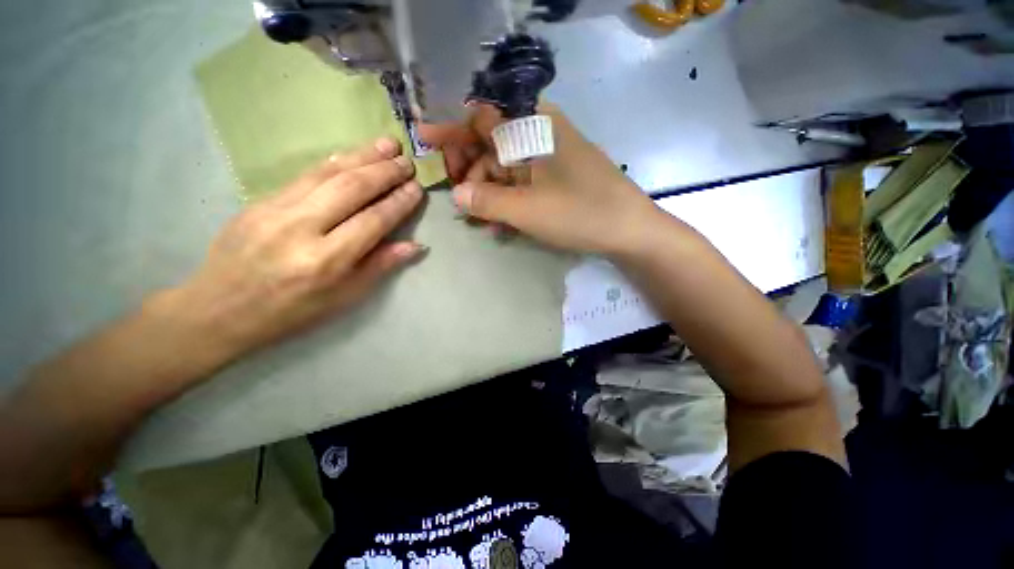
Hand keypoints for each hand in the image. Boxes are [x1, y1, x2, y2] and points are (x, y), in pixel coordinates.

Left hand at [164, 137, 425, 359]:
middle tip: (407, 162)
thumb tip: (415, 245)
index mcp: (326, 260)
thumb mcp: (344, 298)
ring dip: (361, 156)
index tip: (417, 188)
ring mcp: (275, 209)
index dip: (398, 203)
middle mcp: (301, 228)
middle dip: (384, 172)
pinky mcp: (259, 200)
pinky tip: (351, 153)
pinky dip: (333, 161)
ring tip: (387, 145)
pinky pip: (304, 175)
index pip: (373, 221)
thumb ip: (380, 266)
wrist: (219, 309)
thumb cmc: (291, 311)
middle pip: (351, 189)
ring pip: (327, 174)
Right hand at [420, 104, 663, 256]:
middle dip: (470, 171)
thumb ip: (486, 200)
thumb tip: (457, 195)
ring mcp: (550, 157)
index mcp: (533, 127)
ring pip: (507, 169)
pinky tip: (501, 224)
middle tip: (458, 197)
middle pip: (492, 144)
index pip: (481, 118)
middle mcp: (541, 135)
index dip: (451, 130)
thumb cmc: (578, 213)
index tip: (425, 140)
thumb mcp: (526, 209)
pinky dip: (509, 201)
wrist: (628, 230)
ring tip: (478, 220)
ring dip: (489, 193)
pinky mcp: (557, 178)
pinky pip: (524, 183)